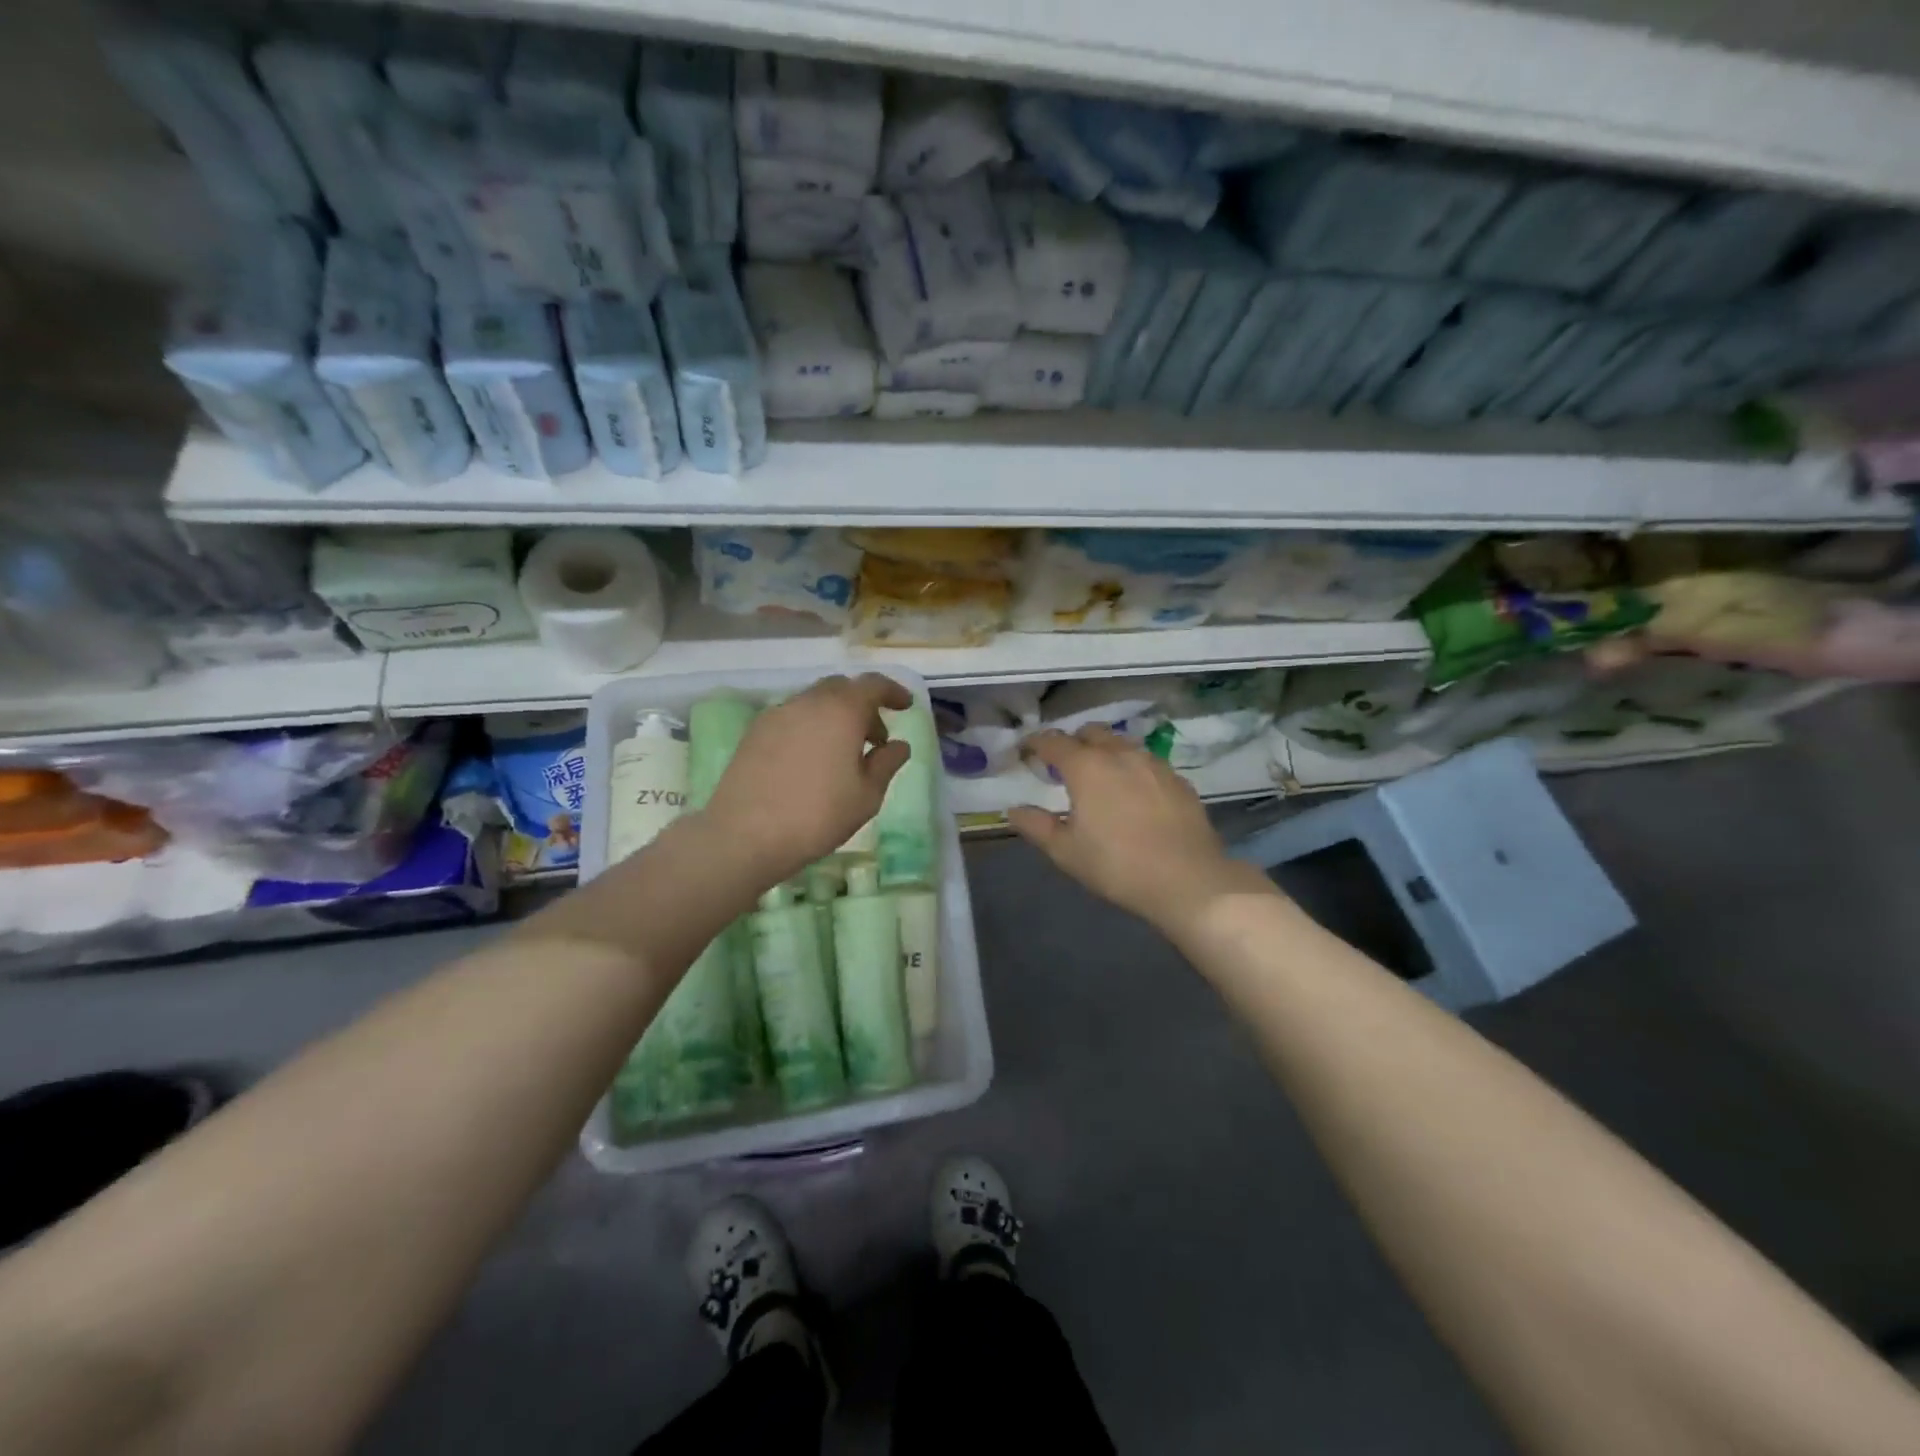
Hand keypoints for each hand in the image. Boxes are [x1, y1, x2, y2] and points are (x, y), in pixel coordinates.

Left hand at [698, 674, 912, 887]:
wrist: (744, 835)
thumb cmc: (817, 815)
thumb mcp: (867, 796)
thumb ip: (886, 764)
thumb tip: (898, 745)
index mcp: (841, 711)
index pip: (873, 684)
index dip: (892, 691)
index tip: (905, 706)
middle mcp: (808, 702)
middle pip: (841, 688)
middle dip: (863, 706)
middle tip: (874, 738)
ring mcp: (777, 714)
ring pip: (814, 702)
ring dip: (835, 717)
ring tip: (842, 754)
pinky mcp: (754, 732)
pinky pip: (792, 717)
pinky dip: (810, 727)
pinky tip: (811, 761)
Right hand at [1008, 726, 1275, 937]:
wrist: (1188, 880)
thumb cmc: (1117, 866)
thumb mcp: (1066, 852)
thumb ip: (1036, 826)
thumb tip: (1014, 810)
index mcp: (1086, 767)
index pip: (1053, 742)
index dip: (1035, 742)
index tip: (1025, 749)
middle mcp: (1120, 754)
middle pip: (1091, 732)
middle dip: (1073, 742)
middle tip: (1063, 764)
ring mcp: (1154, 764)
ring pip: (1122, 744)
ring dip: (1105, 751)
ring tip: (1100, 776)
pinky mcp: (1178, 779)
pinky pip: (1147, 762)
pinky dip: (1132, 768)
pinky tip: (1134, 793)